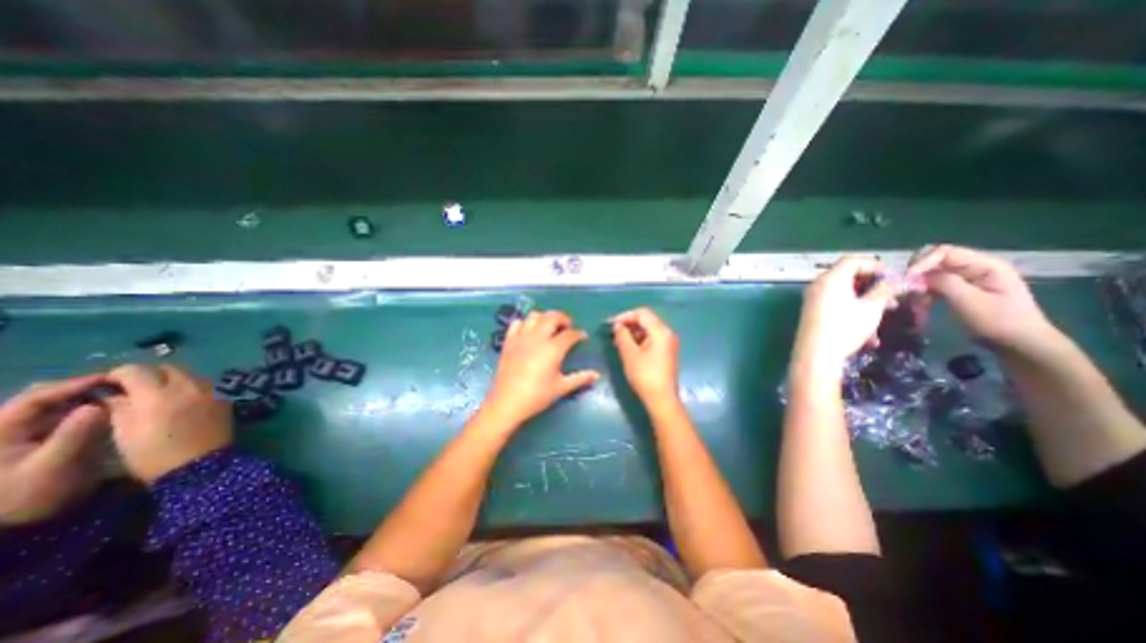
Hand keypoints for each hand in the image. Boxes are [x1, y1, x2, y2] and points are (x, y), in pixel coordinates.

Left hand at [0, 374, 109, 524]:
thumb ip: (75, 433)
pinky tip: (108, 411)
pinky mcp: (38, 444)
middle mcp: (6, 430)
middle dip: (79, 389)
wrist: (12, 527)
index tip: (111, 378)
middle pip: (41, 399)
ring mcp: (21, 438)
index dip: (72, 385)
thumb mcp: (52, 465)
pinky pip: (61, 419)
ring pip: (53, 408)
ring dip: (84, 399)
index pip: (34, 399)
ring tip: (118, 395)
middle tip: (117, 385)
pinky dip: (85, 411)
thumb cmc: (26, 496)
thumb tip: (100, 405)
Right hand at [102, 368, 229, 482]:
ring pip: (188, 375)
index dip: (117, 374)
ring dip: (171, 380)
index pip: (135, 370)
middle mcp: (189, 386)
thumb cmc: (153, 454)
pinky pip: (204, 385)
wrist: (201, 464)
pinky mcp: (224, 397)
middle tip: (133, 388)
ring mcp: (211, 390)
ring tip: (157, 395)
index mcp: (158, 395)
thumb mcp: (122, 432)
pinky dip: (189, 388)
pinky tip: (180, 402)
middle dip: (148, 374)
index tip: (107, 384)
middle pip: (167, 368)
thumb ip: (118, 407)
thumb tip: (113, 394)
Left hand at [480, 308, 599, 429]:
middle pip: (552, 317)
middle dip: (563, 318)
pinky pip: (517, 324)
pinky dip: (525, 323)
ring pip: (534, 316)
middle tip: (567, 327)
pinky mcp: (508, 342)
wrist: (506, 403)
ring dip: (544, 318)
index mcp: (553, 349)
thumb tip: (596, 375)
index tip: (583, 337)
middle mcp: (537, 338)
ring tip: (549, 327)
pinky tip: (529, 332)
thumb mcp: (561, 388)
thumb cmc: (537, 396)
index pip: (570, 334)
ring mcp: (521, 338)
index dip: (579, 334)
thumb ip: (580, 378)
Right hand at [619, 309, 677, 403]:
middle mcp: (667, 333)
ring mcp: (669, 343)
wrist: (661, 399)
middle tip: (613, 332)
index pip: (642, 313)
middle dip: (629, 323)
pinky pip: (652, 338)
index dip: (625, 316)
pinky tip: (628, 348)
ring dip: (633, 332)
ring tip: (618, 340)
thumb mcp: (629, 354)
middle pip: (647, 320)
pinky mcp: (666, 352)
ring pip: (649, 329)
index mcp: (660, 331)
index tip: (611, 324)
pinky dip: (639, 339)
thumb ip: (622, 336)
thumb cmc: (645, 375)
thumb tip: (618, 326)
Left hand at [798, 254, 894, 368]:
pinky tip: (869, 333)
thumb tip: (901, 279)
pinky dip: (852, 311)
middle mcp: (817, 286)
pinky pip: (835, 304)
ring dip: (866, 300)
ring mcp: (812, 299)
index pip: (852, 260)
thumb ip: (886, 290)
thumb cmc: (844, 329)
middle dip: (872, 285)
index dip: (875, 265)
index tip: (893, 277)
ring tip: (886, 313)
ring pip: (844, 292)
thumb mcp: (871, 308)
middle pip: (847, 276)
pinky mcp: (811, 312)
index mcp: (830, 279)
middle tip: (892, 296)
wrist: (815, 355)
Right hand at [905, 247, 1054, 353]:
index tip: (907, 279)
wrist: (1019, 343)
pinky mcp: (960, 289)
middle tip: (905, 287)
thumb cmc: (999, 322)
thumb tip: (918, 275)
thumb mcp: (971, 302)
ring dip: (919, 284)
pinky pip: (934, 284)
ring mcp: (968, 278)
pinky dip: (924, 292)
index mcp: (985, 265)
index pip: (945, 252)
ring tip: (911, 298)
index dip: (923, 262)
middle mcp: (975, 267)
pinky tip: (919, 303)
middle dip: (918, 272)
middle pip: (936, 260)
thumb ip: (946, 283)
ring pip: (932, 273)